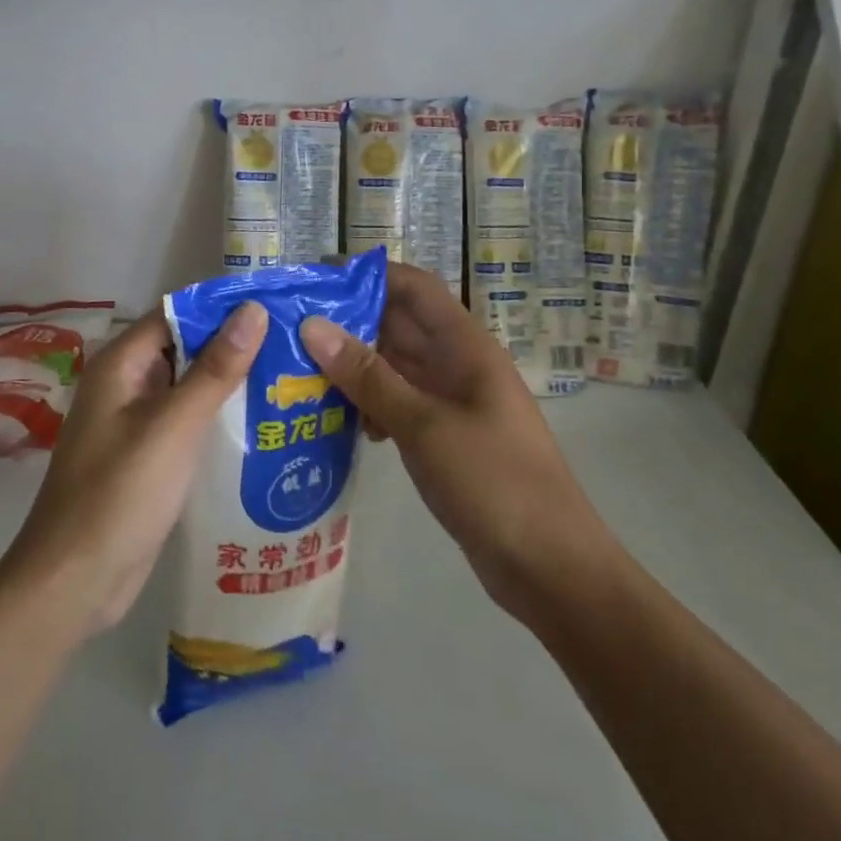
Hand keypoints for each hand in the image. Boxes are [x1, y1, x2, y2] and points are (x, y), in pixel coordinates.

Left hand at [0, 302, 267, 642]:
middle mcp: (126, 384)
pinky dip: (218, 415)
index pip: (177, 313)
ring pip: (188, 386)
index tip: (277, 304)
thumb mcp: (174, 426)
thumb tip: (253, 309)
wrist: (75, 582)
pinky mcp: (148, 455)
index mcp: (121, 364)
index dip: (223, 307)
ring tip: (290, 375)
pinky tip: (262, 421)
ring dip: (230, 380)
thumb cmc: (121, 494)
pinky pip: (187, 421)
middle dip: (234, 343)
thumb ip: (215, 368)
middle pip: (185, 347)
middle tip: (294, 342)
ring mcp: (135, 422)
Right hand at [299, 263, 613, 622]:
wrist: (549, 566)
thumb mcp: (423, 424)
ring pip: (395, 367)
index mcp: (464, 346)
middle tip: (291, 329)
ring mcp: (452, 401)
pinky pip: (400, 403)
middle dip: (348, 322)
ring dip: (354, 368)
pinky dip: (370, 405)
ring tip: (302, 375)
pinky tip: (342, 423)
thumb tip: (313, 325)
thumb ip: (368, 376)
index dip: (367, 274)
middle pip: (398, 324)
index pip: (413, 287)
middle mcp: (457, 364)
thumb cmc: (492, 481)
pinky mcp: (444, 436)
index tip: (315, 277)